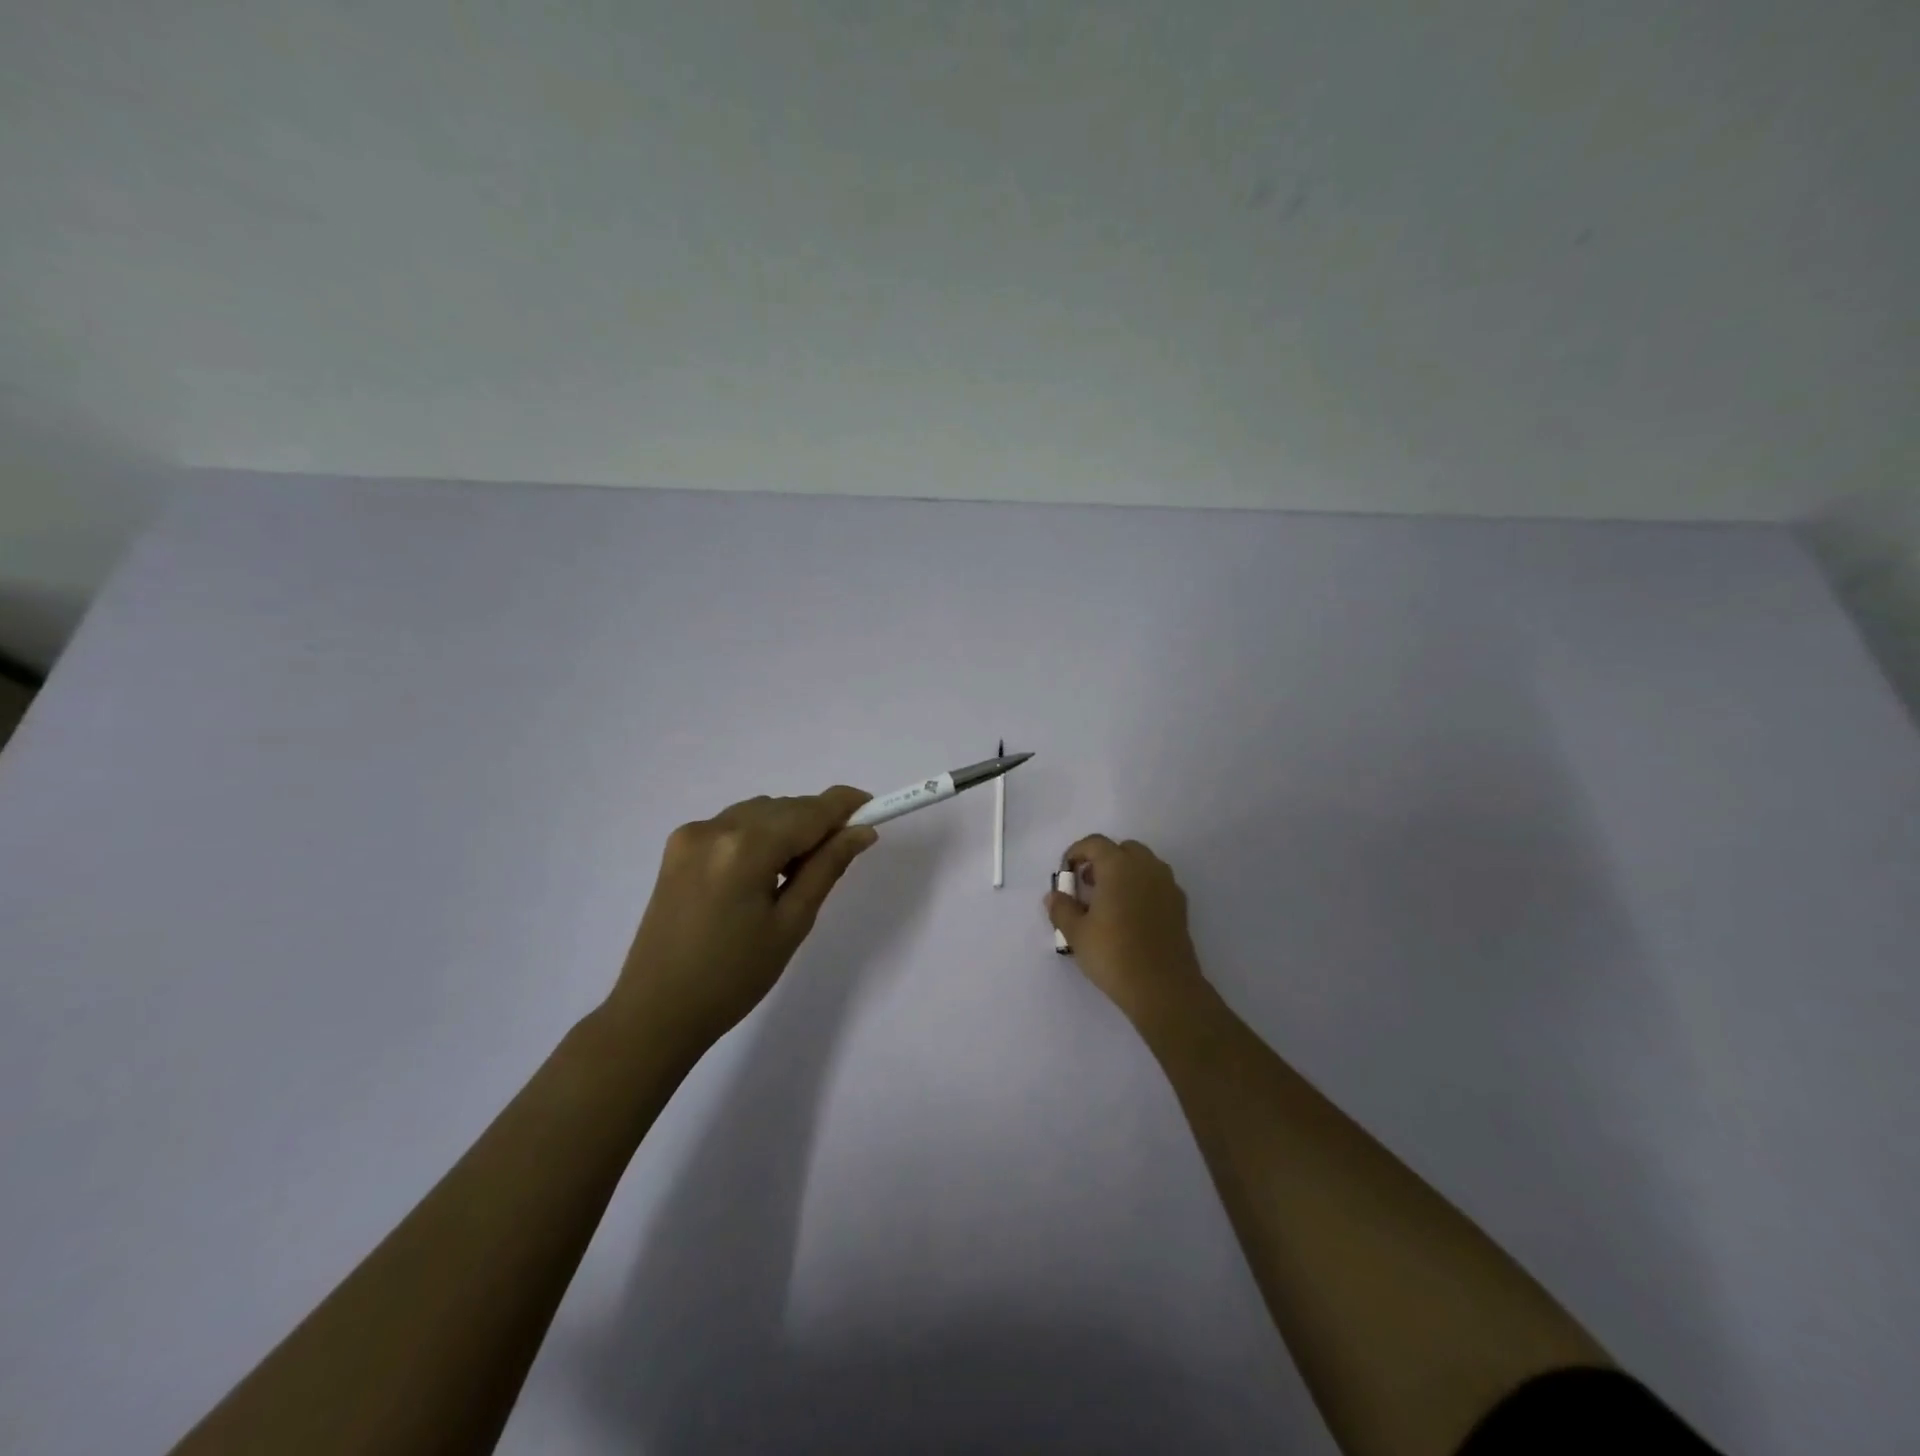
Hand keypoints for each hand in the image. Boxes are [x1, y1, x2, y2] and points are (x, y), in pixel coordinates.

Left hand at [610, 787, 877, 1051]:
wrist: (656, 1011)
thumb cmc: (733, 977)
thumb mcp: (792, 924)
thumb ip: (827, 867)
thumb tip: (862, 831)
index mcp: (746, 848)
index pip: (809, 811)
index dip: (845, 805)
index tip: (874, 807)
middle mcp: (716, 827)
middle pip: (784, 807)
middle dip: (816, 822)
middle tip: (838, 856)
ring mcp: (692, 834)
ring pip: (759, 811)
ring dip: (787, 828)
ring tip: (794, 874)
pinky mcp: (678, 846)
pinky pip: (733, 824)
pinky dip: (758, 835)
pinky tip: (761, 873)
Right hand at [1046, 835, 1209, 1024]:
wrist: (1163, 988)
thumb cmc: (1114, 954)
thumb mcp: (1076, 933)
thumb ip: (1062, 908)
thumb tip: (1054, 896)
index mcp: (1119, 866)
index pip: (1094, 843)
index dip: (1076, 853)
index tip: (1066, 874)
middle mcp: (1146, 867)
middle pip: (1122, 849)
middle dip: (1103, 861)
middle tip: (1088, 885)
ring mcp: (1168, 885)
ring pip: (1143, 865)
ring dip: (1124, 873)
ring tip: (1108, 902)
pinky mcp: (1180, 906)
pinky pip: (1157, 884)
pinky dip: (1141, 888)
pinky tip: (1131, 917)